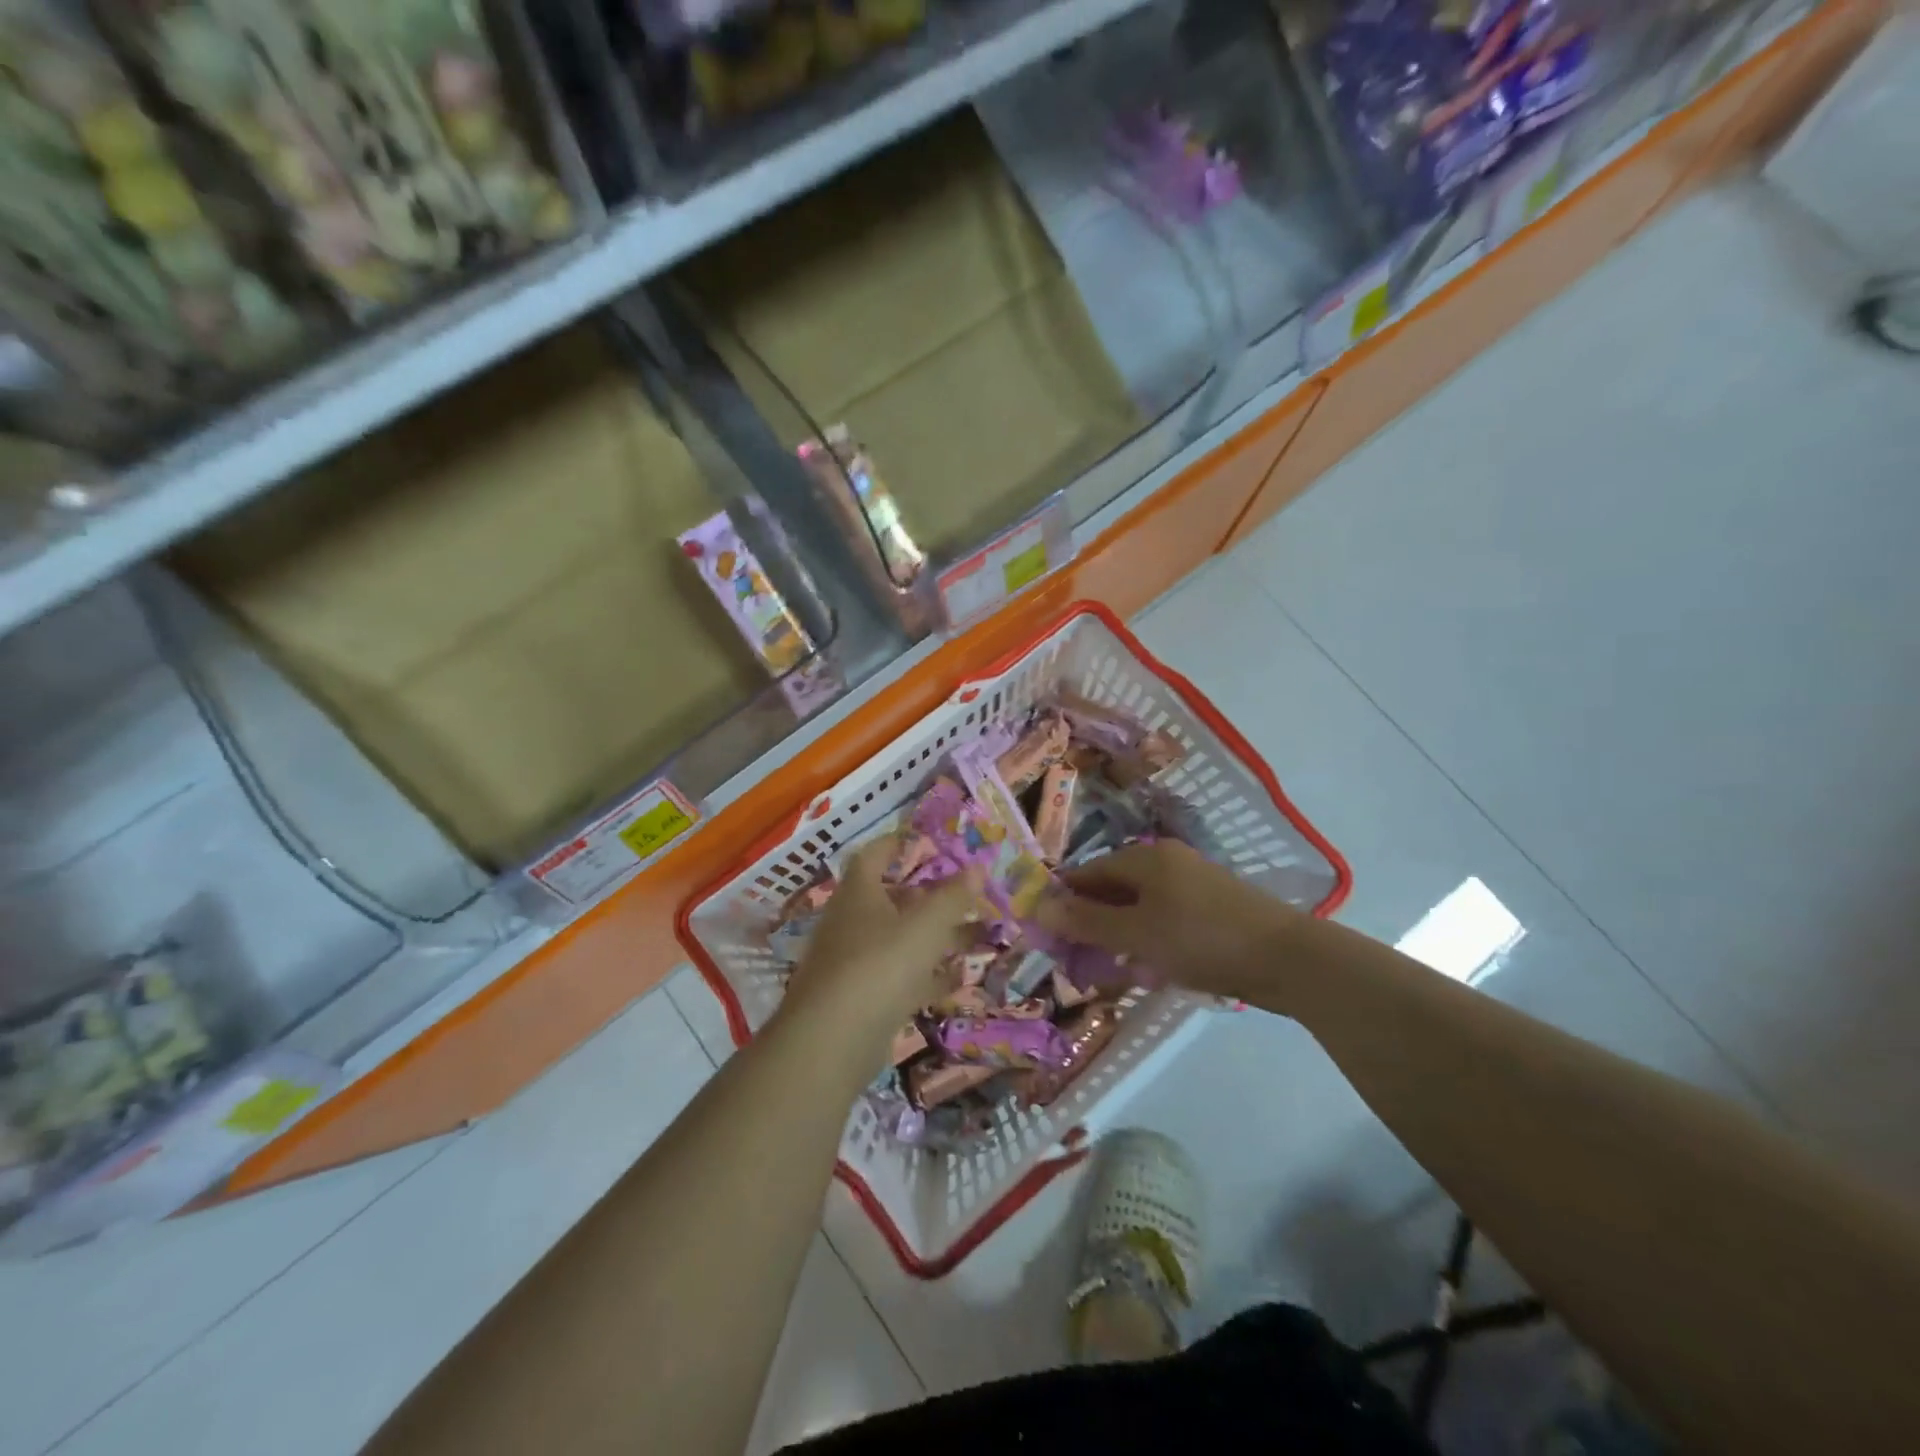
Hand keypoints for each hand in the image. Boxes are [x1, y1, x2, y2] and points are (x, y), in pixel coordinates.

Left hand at [780, 837, 981, 1055]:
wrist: (832, 1041)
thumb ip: (953, 898)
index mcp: (859, 894)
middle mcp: (852, 922)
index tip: (924, 840)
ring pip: (900, 939)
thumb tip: (977, 867)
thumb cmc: (880, 965)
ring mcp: (855, 962)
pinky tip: (960, 978)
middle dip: (929, 895)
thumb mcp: (925, 927)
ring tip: (977, 934)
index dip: (896, 844)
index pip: (874, 856)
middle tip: (964, 892)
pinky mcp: (863, 998)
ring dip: (935, 936)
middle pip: (891, 899)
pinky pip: (901, 976)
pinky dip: (928, 974)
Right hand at [1034, 841, 1302, 1002]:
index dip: (1063, 902)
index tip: (1045, 936)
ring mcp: (1191, 884)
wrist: (1287, 959)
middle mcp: (1166, 862)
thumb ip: (1086, 921)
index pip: (1086, 873)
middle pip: (1112, 889)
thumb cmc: (1201, 939)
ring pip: (1138, 908)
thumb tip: (1038, 906)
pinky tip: (1146, 970)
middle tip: (1074, 960)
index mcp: (1144, 857)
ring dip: (1118, 936)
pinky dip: (1147, 941)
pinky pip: (1164, 920)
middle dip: (1090, 924)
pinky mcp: (1211, 909)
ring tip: (1106, 970)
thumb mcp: (1136, 933)